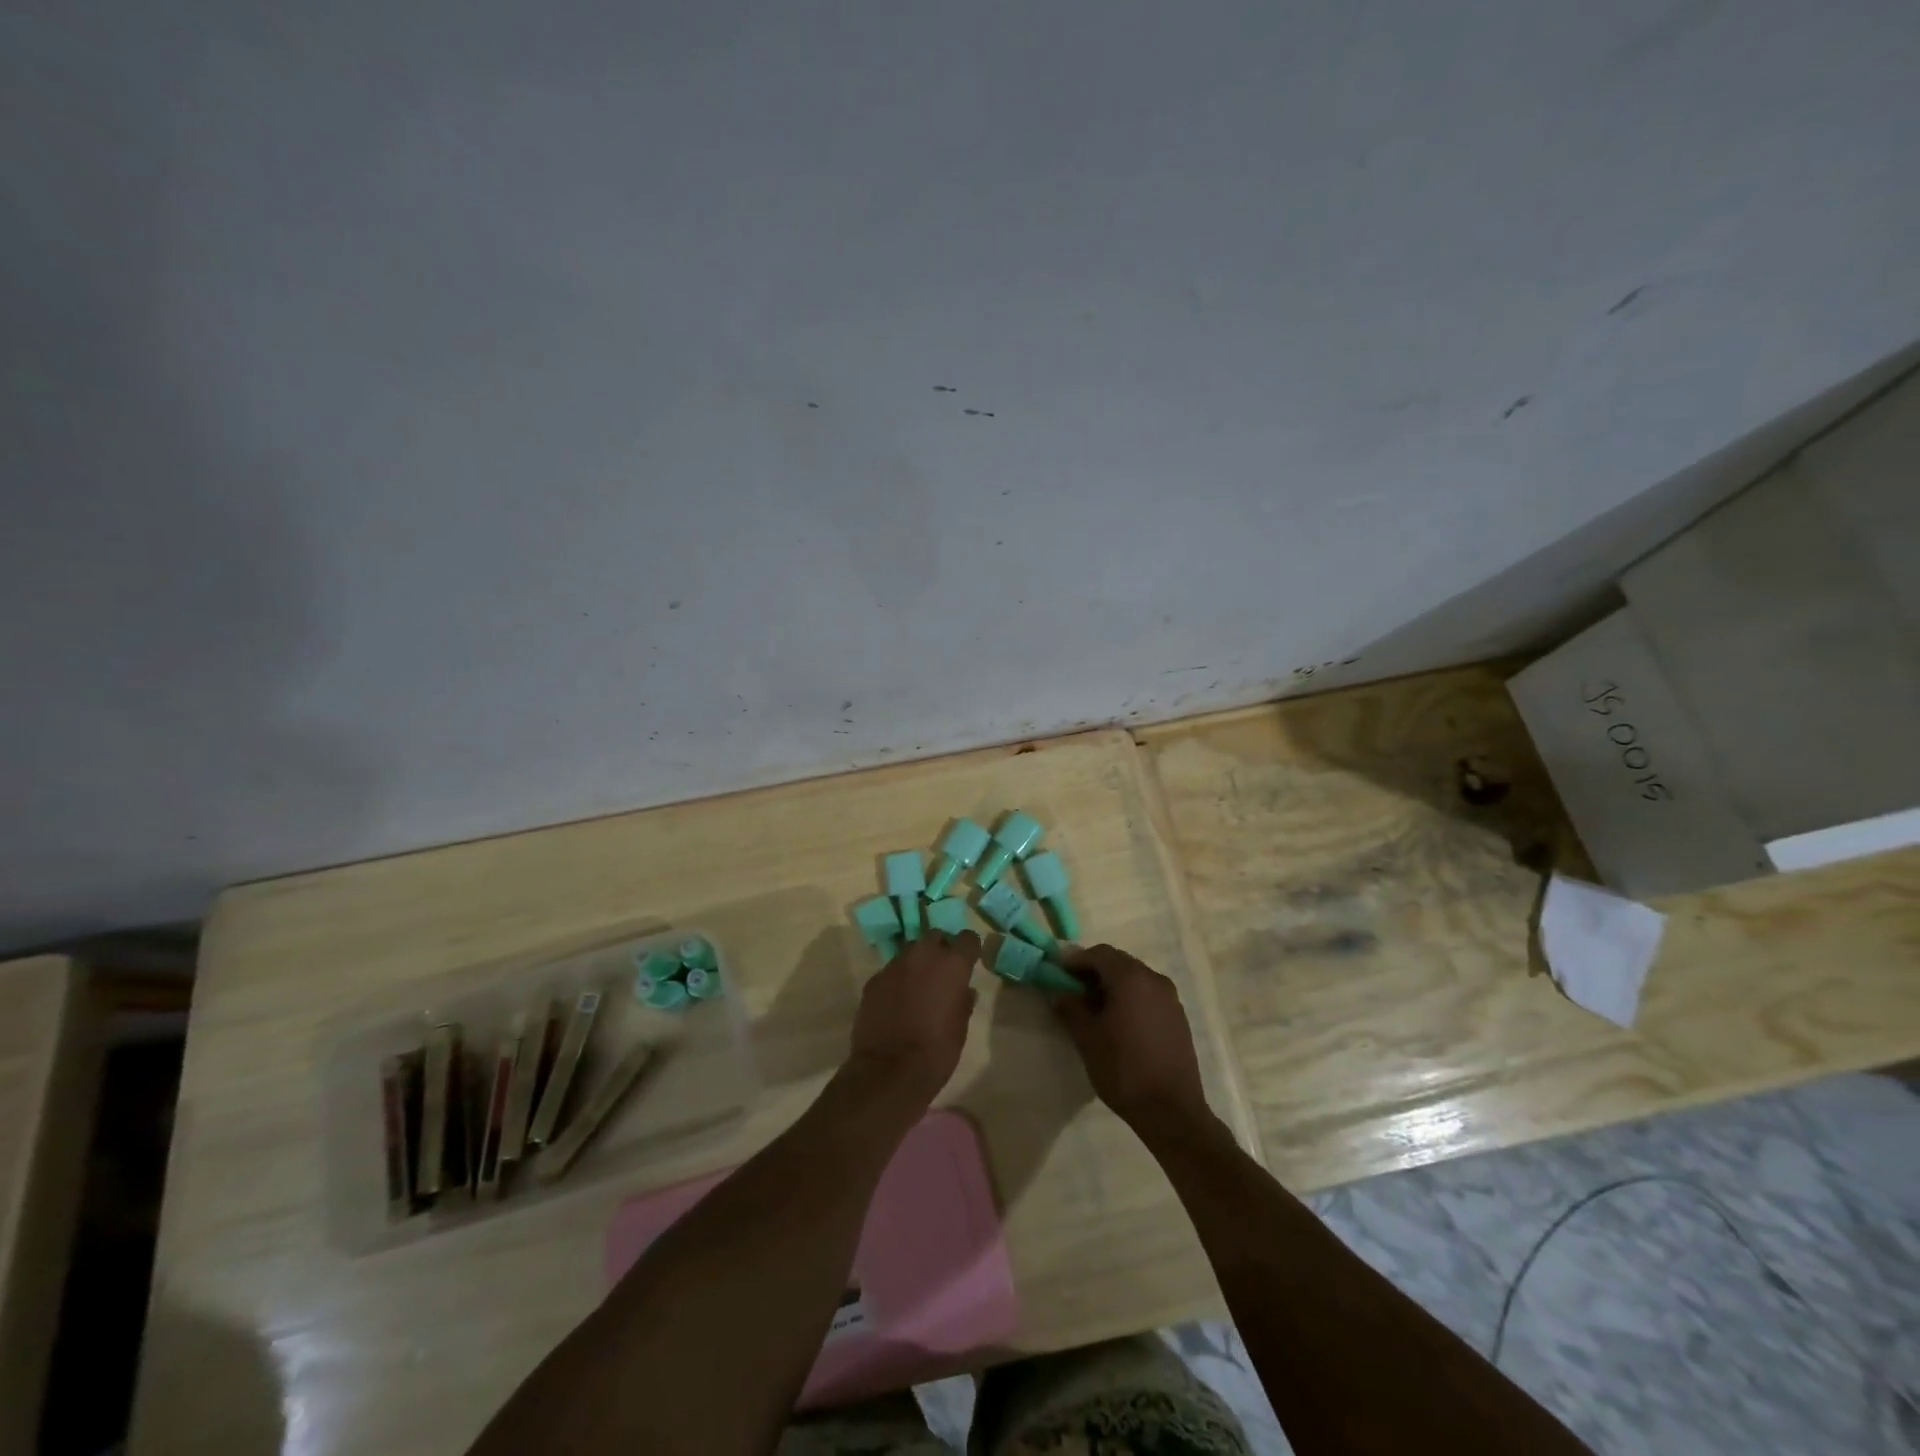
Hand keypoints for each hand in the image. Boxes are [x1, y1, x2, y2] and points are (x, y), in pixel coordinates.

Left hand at [846, 931, 981, 1103]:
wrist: (889, 1071)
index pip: (967, 938)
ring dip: (917, 963)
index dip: (969, 949)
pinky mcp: (874, 980)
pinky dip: (897, 980)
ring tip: (918, 988)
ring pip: (910, 951)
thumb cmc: (936, 1051)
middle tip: (942, 973)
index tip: (969, 961)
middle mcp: (923, 955)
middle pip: (935, 937)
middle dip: (940, 950)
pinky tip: (896, 1003)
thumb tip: (964, 990)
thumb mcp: (960, 1027)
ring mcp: (894, 965)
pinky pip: (891, 971)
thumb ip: (963, 1001)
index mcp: (952, 964)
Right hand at [1052, 945, 1211, 1134]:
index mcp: (1130, 978)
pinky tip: (1120, 1022)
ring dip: (1113, 985)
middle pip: (1119, 962)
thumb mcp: (1087, 1038)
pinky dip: (1131, 998)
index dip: (1076, 960)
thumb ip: (1070, 1008)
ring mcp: (1170, 998)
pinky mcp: (1178, 1017)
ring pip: (1135, 978)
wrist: (1171, 1111)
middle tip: (1073, 989)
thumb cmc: (1123, 1069)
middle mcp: (1154, 979)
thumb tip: (1059, 993)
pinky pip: (1149, 994)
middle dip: (1094, 971)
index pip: (1099, 954)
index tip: (1058, 973)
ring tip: (1095, 1008)